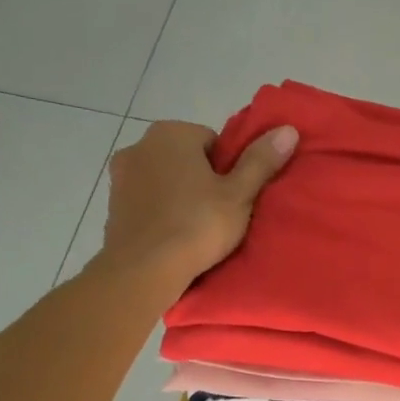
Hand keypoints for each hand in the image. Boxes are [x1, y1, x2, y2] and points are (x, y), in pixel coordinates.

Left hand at [97, 120, 297, 300]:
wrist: (143, 270)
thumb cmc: (196, 226)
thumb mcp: (239, 195)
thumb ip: (261, 161)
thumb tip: (288, 129)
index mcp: (171, 133)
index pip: (212, 142)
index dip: (228, 170)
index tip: (233, 197)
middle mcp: (139, 145)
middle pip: (185, 159)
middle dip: (201, 180)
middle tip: (219, 215)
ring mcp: (120, 176)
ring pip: (163, 181)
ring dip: (178, 197)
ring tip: (196, 230)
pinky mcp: (112, 206)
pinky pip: (146, 203)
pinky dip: (159, 214)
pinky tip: (173, 238)